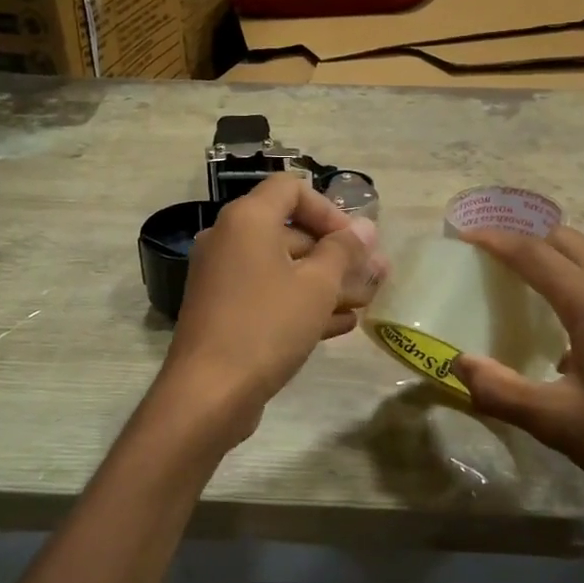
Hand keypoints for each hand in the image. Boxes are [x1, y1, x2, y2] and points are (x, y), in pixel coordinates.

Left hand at [161, 173, 384, 442]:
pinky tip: (342, 323)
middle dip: (336, 253)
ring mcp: (224, 277)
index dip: (329, 209)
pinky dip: (302, 302)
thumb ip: (344, 251)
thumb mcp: (317, 285)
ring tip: (367, 301)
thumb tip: (365, 227)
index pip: (292, 189)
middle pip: (290, 231)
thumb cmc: (268, 326)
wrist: (209, 393)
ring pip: (283, 267)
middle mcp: (229, 240)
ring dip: (326, 281)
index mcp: (247, 220)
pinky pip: (269, 294)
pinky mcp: (225, 310)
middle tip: (373, 276)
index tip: (355, 242)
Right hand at [451, 226, 583, 582]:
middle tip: (488, 252)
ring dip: (554, 258)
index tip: (462, 236)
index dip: (495, 240)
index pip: (534, 252)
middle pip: (566, 240)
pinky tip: (565, 328)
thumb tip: (459, 365)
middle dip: (525, 236)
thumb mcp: (557, 422)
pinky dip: (577, 282)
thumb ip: (501, 391)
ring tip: (520, 282)